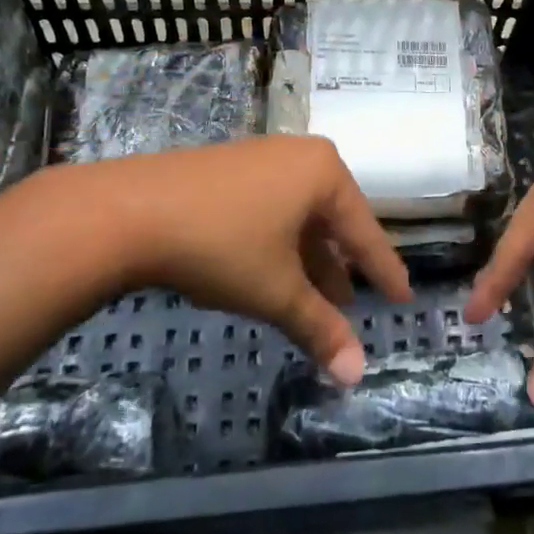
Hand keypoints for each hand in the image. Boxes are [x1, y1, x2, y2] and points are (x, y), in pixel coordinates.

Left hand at [89, 137, 411, 382]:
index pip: (366, 232)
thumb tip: (357, 377)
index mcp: (325, 173)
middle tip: (352, 306)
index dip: (385, 270)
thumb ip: (320, 329)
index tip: (404, 297)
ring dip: (309, 261)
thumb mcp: (277, 291)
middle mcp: (299, 156)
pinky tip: (272, 273)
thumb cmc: (221, 244)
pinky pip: (272, 209)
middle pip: (333, 221)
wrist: (129, 211)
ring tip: (316, 302)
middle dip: (341, 268)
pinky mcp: (229, 169)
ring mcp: (262, 158)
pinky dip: (280, 245)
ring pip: (300, 217)